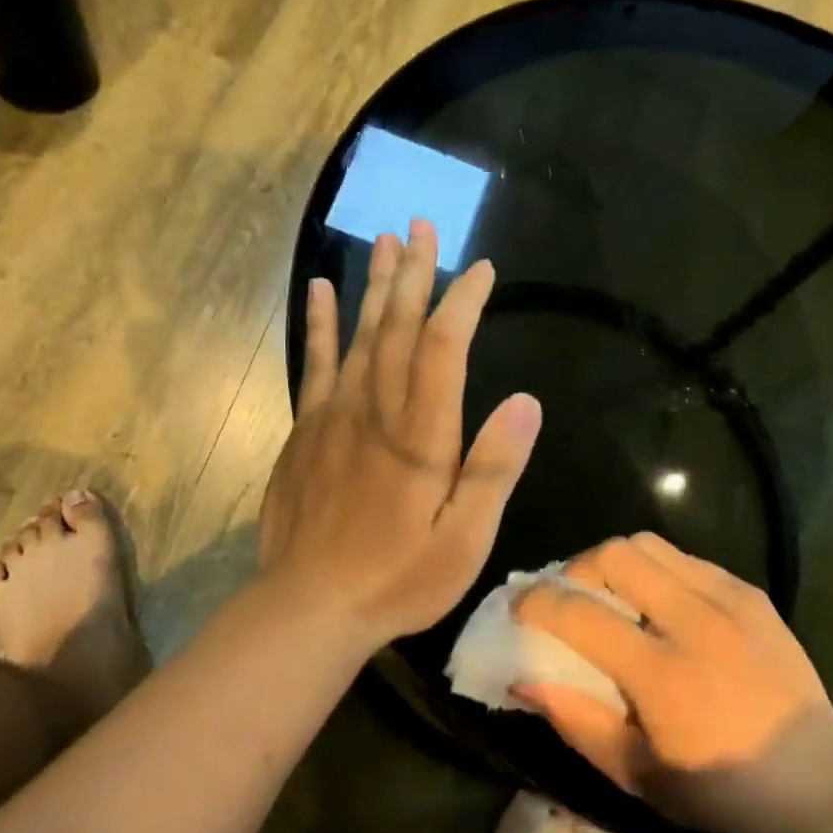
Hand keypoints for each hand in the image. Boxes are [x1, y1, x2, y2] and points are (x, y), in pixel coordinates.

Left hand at [257, 219, 541, 653]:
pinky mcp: (306, 432)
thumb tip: (526, 403)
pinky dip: (319, 324)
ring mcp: (334, 417)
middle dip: (414, 275)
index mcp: (421, 435)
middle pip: (397, 328)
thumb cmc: (400, 578)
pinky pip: (314, 364)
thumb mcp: (465, 538)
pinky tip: (322, 291)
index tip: (481, 270)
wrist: (312, 606)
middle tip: (422, 226)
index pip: (444, 348)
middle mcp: (376, 411)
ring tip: (385, 241)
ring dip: (374, 286)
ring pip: (358, 336)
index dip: (463, 302)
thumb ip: (494, 469)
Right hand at [514, 533, 832, 832]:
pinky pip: (688, 558)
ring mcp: (728, 600)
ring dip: (618, 562)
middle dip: (579, 567)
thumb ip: (575, 720)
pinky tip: (663, 605)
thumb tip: (522, 680)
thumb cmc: (719, 788)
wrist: (816, 777)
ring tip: (616, 596)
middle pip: (616, 554)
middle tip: (573, 597)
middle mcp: (693, 621)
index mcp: (660, 673)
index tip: (519, 606)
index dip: (536, 602)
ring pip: (651, 544)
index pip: (579, 613)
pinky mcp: (751, 594)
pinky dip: (659, 571)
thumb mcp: (635, 773)